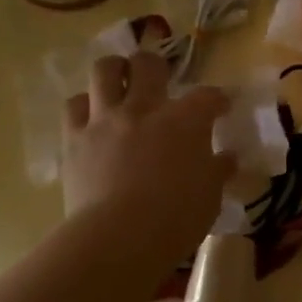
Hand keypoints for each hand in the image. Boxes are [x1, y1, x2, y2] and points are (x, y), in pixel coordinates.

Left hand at [63, 52, 234, 263]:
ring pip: (105, 71)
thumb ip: (217, 170)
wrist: (119, 237)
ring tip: (121, 80)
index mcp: (186, 121)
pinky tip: (92, 115)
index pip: (208, 96)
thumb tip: (227, 158)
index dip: (217, 99)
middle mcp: (145, 109)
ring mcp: (105, 120)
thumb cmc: (176, 218)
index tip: (221, 107)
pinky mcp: (74, 138)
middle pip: (149, 64)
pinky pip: (74, 106)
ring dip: (115, 70)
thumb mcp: (210, 196)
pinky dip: (85, 105)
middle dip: (157, 65)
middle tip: (161, 79)